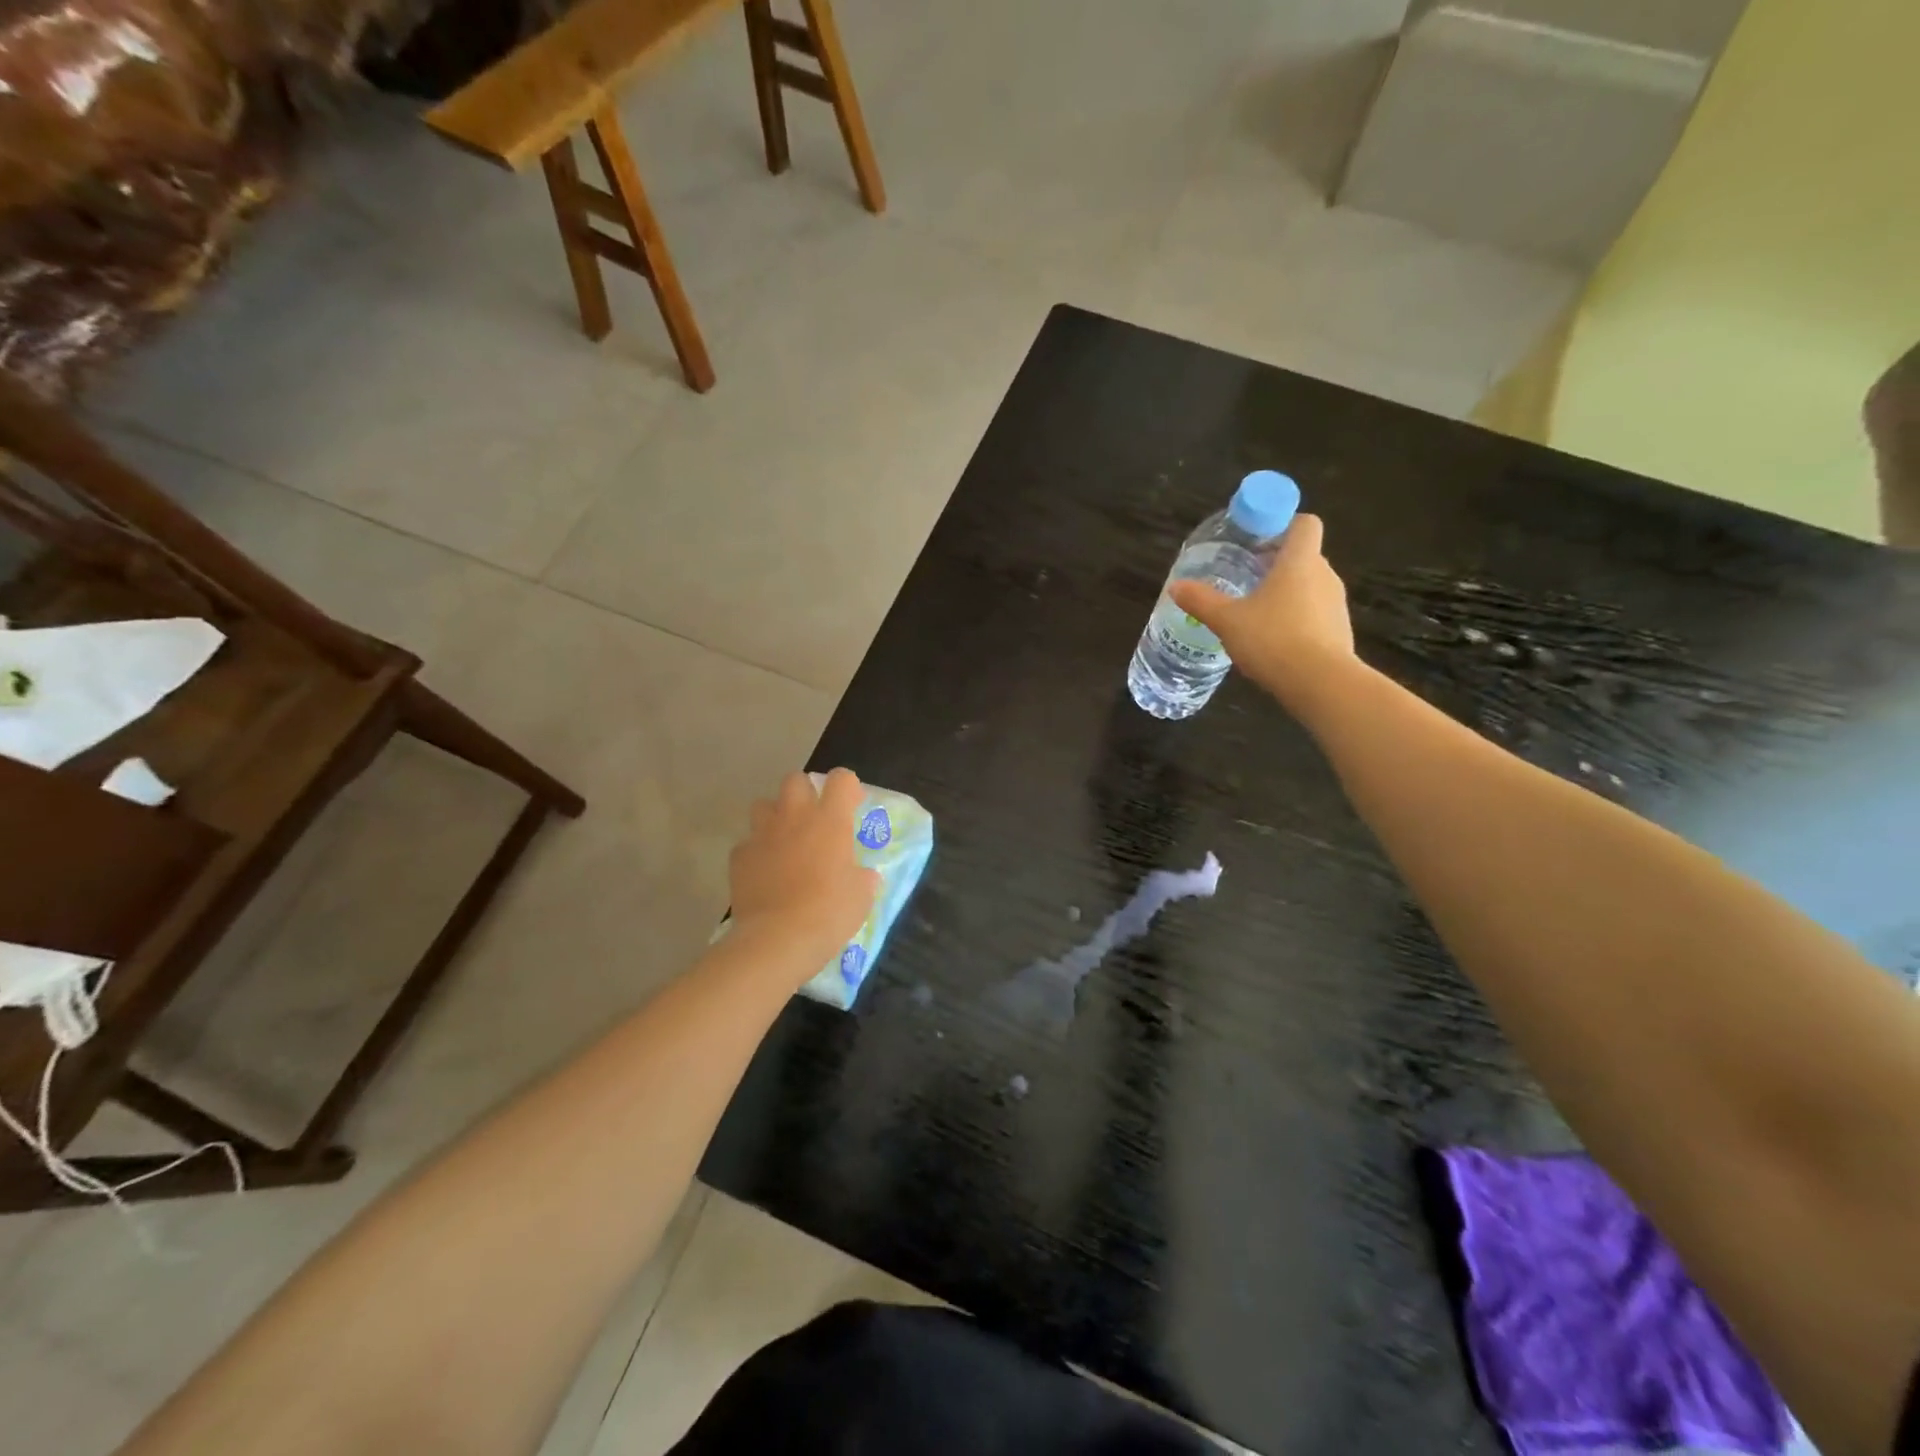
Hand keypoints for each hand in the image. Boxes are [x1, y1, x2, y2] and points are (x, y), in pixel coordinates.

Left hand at [729, 769, 879, 965]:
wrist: (777, 940)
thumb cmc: (829, 913)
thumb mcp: (861, 896)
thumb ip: (862, 877)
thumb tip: (863, 876)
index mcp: (830, 820)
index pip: (841, 779)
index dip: (848, 787)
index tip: (852, 805)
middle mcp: (794, 817)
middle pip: (795, 780)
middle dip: (805, 792)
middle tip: (815, 819)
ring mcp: (762, 835)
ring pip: (763, 805)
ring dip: (776, 816)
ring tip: (785, 841)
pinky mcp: (739, 857)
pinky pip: (748, 843)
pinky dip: (757, 852)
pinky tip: (765, 873)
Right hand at [1169, 514, 1355, 708]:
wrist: (1320, 684)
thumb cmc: (1272, 639)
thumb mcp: (1227, 620)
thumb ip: (1202, 601)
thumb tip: (1176, 586)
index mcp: (1299, 561)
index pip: (1304, 523)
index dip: (1283, 524)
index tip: (1257, 540)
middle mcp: (1324, 575)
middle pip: (1304, 555)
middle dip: (1277, 563)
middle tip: (1246, 577)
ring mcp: (1336, 605)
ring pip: (1310, 586)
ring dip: (1287, 593)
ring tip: (1256, 613)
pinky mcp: (1339, 632)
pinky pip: (1316, 614)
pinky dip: (1297, 619)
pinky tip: (1273, 641)